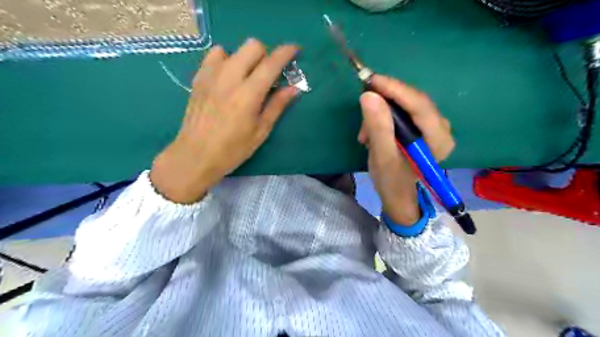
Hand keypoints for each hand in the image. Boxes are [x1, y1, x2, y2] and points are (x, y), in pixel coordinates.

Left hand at [150, 38, 299, 202]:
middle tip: (269, 73)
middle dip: (266, 54)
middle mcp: (229, 78)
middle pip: (252, 46)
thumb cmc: (233, 149)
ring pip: (234, 49)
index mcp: (248, 94)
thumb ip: (277, 106)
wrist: (195, 156)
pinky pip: (214, 55)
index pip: (271, 63)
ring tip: (247, 77)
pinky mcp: (199, 78)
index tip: (295, 51)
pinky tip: (228, 77)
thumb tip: (294, 88)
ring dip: (246, 58)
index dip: (286, 52)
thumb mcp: (260, 131)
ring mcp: (211, 76)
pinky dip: (227, 60)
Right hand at [358, 75, 452, 224]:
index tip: (371, 80)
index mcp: (438, 139)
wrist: (397, 195)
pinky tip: (372, 131)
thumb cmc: (392, 180)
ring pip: (406, 105)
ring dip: (382, 111)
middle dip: (386, 100)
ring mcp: (433, 126)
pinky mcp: (422, 127)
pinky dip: (385, 116)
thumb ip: (378, 127)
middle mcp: (442, 128)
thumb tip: (369, 96)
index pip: (419, 105)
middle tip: (363, 104)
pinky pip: (403, 111)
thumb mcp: (382, 156)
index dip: (395, 89)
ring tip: (365, 132)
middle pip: (414, 101)